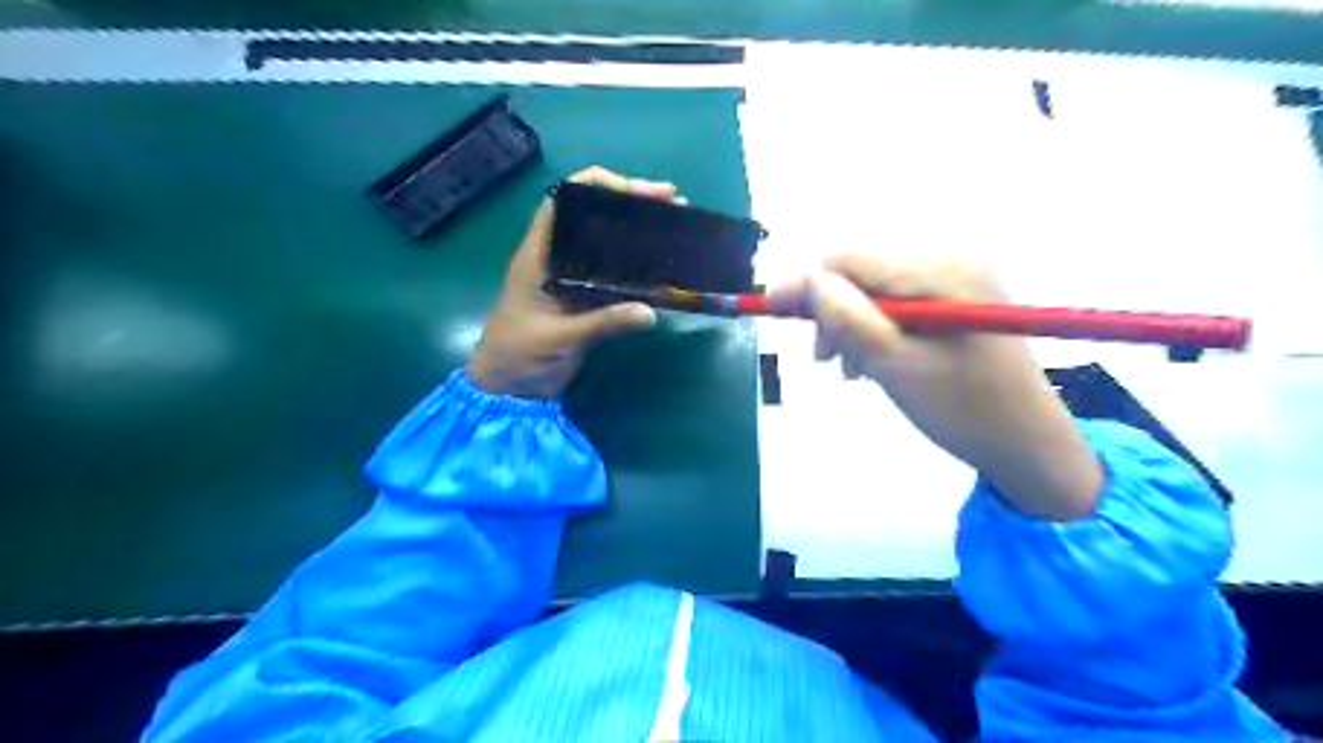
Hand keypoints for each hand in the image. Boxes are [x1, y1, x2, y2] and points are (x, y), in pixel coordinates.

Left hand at [466, 165, 676, 399]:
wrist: (507, 390)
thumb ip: (602, 324)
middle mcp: (557, 258)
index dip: (598, 185)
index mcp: (539, 253)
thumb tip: (650, 313)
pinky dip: (639, 268)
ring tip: (676, 227)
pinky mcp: (586, 301)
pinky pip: (616, 276)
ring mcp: (573, 279)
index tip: (637, 191)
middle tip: (672, 203)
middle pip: (595, 216)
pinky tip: (664, 268)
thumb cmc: (517, 355)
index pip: (565, 200)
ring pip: (608, 244)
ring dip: (640, 234)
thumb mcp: (557, 338)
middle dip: (632, 204)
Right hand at [771, 253, 1102, 518]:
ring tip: (850, 367)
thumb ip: (846, 318)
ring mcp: (958, 275)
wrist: (1027, 443)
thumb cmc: (962, 410)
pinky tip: (873, 358)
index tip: (773, 312)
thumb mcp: (894, 366)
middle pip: (862, 268)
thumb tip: (802, 281)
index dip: (807, 284)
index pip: (851, 259)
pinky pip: (898, 298)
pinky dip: (875, 325)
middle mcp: (952, 257)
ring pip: (875, 285)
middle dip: (832, 308)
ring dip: (851, 320)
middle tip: (824, 358)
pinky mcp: (959, 295)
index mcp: (941, 270)